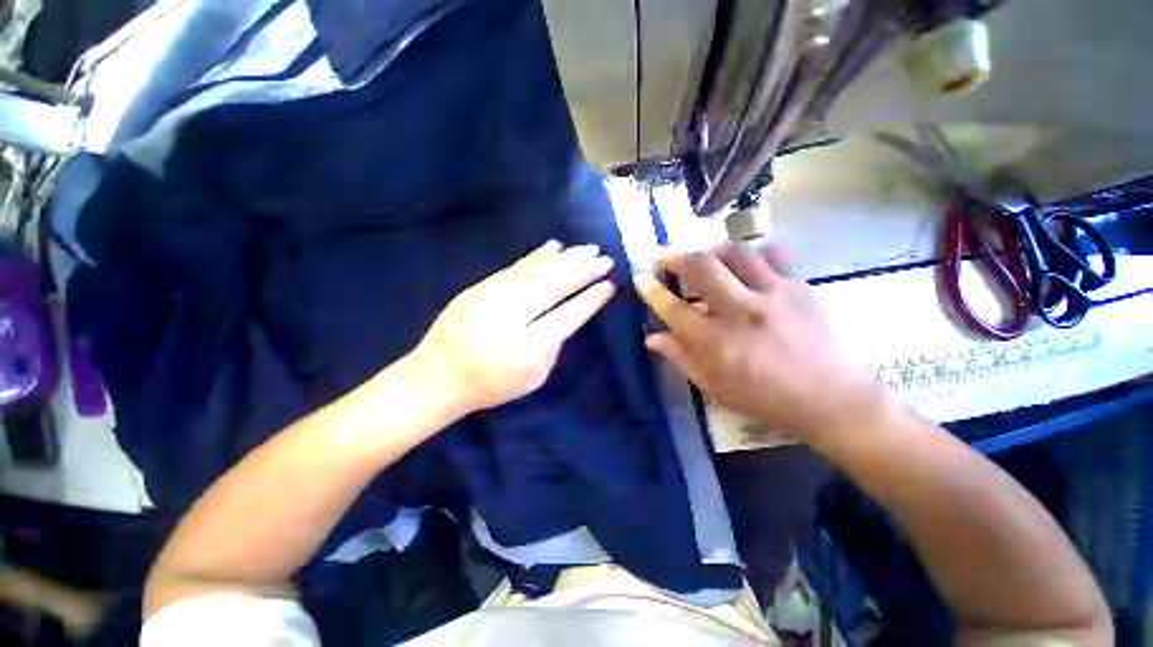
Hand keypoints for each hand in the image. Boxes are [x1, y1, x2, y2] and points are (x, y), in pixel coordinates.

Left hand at [412, 240, 615, 416]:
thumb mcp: (533, 378)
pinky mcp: (478, 288)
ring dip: (566, 259)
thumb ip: (553, 347)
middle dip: (583, 271)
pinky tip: (555, 247)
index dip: (590, 300)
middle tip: (605, 259)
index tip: (609, 286)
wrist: (437, 377)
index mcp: (528, 348)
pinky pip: (514, 268)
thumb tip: (566, 317)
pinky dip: (537, 256)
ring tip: (588, 248)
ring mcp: (491, 299)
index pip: (568, 317)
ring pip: (536, 272)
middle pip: (554, 288)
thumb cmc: (491, 385)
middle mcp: (511, 318)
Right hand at [634, 244, 885, 443]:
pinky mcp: (797, 286)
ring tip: (701, 255)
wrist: (830, 398)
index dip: (652, 292)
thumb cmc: (763, 398)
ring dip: (710, 250)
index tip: (641, 279)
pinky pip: (769, 255)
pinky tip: (741, 263)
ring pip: (733, 253)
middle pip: (701, 268)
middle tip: (664, 255)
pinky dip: (748, 254)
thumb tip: (651, 338)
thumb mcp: (713, 386)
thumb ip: (680, 357)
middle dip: (675, 256)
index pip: (673, 309)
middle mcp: (741, 312)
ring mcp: (772, 294)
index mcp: (717, 343)